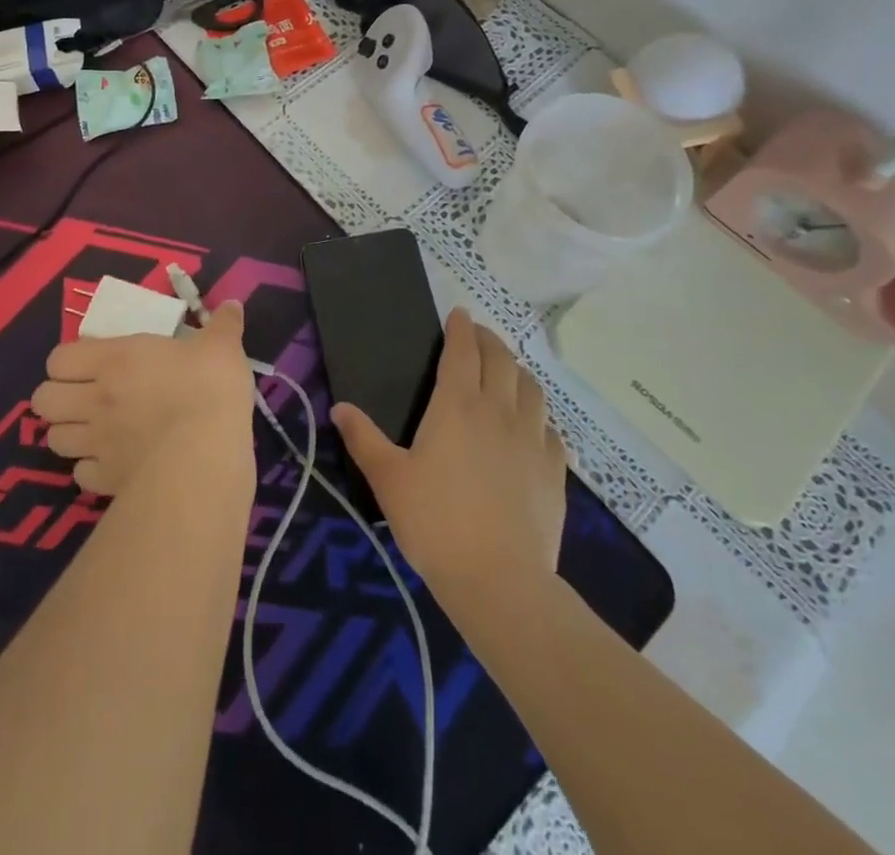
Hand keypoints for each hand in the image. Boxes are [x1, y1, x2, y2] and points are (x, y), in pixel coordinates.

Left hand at [32, 302, 255, 495]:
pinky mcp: (106, 481)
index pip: (58, 359)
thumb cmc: (209, 388)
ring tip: (94, 430)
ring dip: (70, 433)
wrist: (205, 453)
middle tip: (86, 397)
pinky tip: (113, 462)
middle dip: (58, 398)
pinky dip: (90, 469)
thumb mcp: (222, 346)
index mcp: (114, 360)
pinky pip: (80, 475)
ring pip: (54, 439)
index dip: (69, 362)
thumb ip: (224, 324)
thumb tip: (233, 305)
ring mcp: (96, 443)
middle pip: (43, 400)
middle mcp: (94, 400)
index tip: (92, 363)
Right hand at [332, 308, 565, 598]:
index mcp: (457, 405)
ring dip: (517, 371)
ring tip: (507, 372)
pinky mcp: (555, 470)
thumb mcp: (388, 480)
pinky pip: (550, 429)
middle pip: (501, 360)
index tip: (459, 314)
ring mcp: (532, 439)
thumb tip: (340, 407)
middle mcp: (498, 410)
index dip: (461, 328)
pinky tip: (533, 428)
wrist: (499, 579)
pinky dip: (539, 416)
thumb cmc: (435, 523)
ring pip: (531, 388)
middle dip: (489, 340)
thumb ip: (363, 439)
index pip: (463, 351)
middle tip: (479, 336)